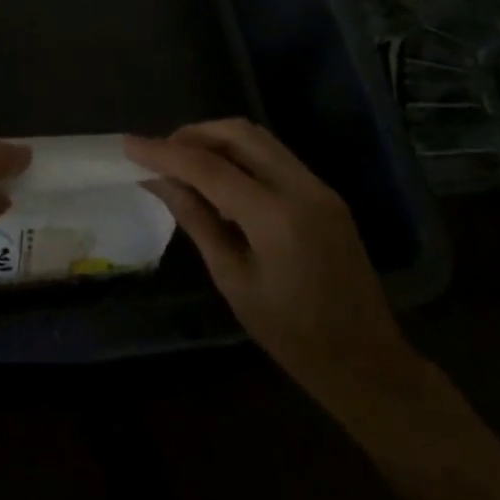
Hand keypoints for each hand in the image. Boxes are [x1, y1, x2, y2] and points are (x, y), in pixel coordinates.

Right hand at [124, 119, 418, 410]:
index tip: (130, 145)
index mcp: (276, 218)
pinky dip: (240, 154)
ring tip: (183, 159)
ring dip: (217, 139)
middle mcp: (301, 188)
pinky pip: (274, 155)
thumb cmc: (294, 338)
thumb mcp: (234, 282)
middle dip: (194, 134)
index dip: (164, 153)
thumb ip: (197, 221)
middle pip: (238, 133)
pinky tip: (219, 176)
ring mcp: (318, 186)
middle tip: (160, 152)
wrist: (369, 365)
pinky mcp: (324, 193)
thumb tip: (159, 181)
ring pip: (258, 138)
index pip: (209, 167)